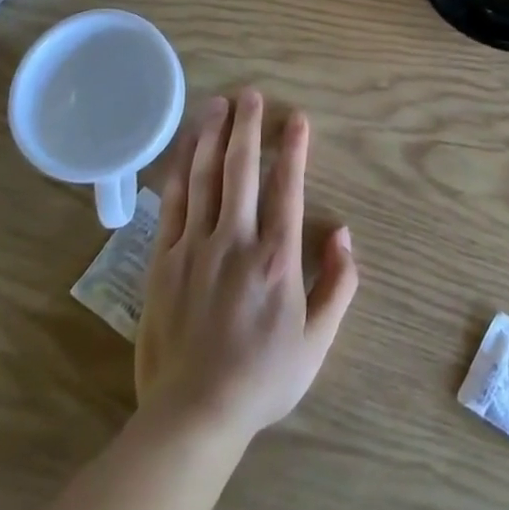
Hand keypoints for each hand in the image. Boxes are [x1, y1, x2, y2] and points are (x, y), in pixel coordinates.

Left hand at [136, 89, 358, 448]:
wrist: (193, 415)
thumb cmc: (262, 378)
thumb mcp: (317, 341)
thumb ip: (338, 285)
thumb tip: (345, 235)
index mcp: (276, 257)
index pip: (288, 188)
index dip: (294, 149)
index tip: (298, 118)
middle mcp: (236, 240)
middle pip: (242, 169)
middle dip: (249, 127)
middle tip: (252, 94)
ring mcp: (195, 247)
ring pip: (205, 177)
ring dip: (213, 136)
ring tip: (219, 104)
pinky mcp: (164, 259)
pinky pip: (172, 203)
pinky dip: (180, 169)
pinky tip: (185, 147)